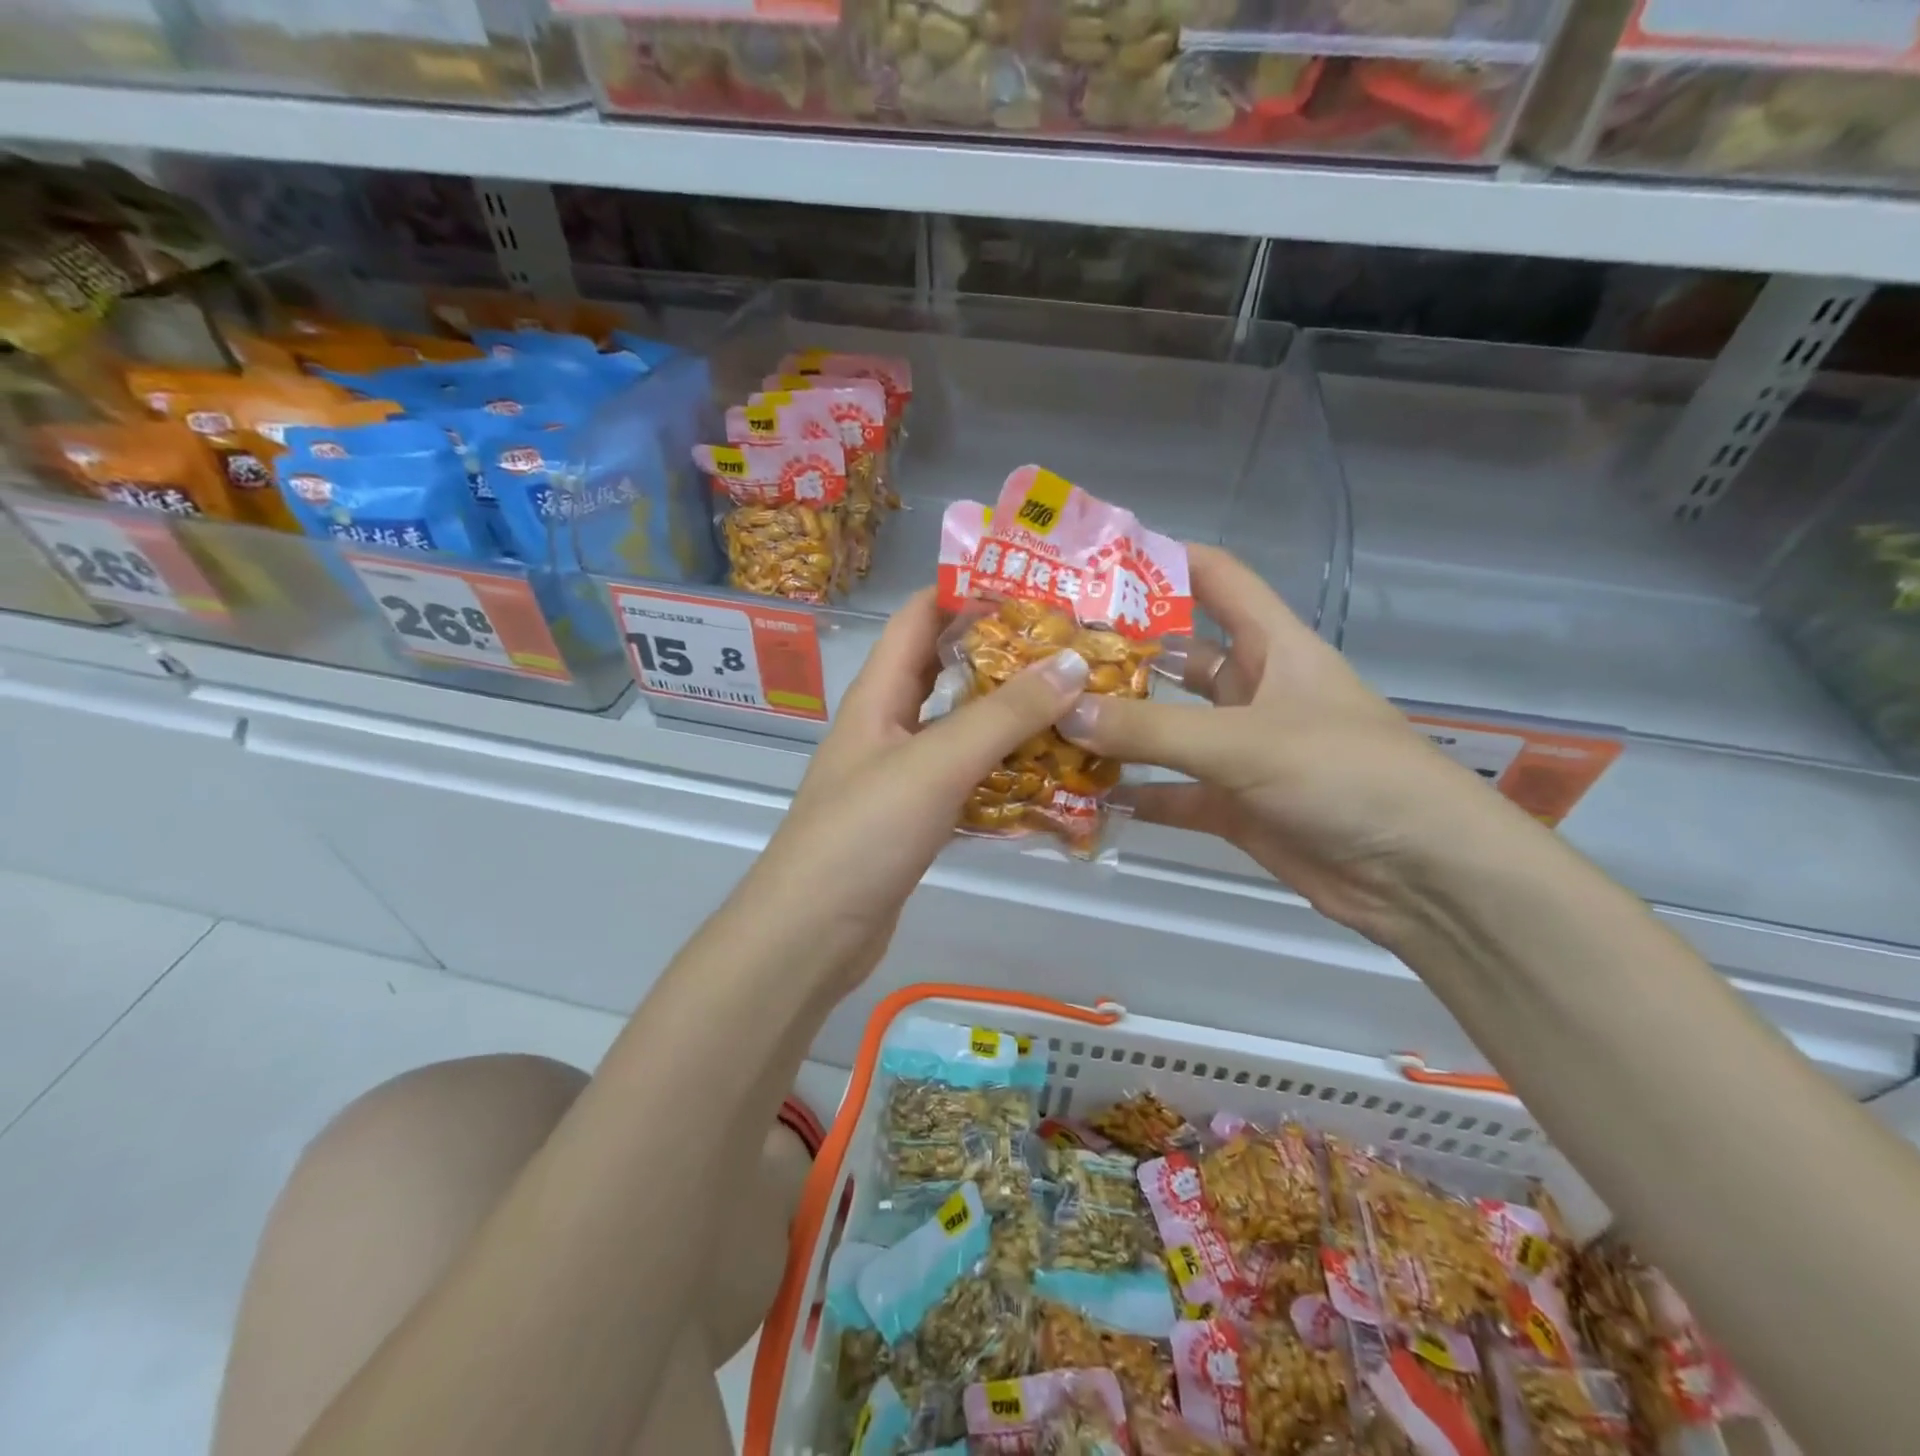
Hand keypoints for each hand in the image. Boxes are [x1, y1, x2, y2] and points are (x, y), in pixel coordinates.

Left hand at [744, 588, 1090, 988]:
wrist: (811, 935)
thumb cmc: (863, 835)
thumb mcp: (935, 765)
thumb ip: (1003, 716)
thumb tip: (1072, 663)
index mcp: (877, 695)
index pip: (919, 617)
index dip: (968, 592)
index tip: (1035, 586)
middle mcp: (887, 726)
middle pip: (946, 672)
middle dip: (1004, 656)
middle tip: (1073, 649)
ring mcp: (900, 776)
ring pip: (961, 730)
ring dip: (1011, 718)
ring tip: (1076, 707)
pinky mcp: (915, 820)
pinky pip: (966, 781)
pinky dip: (1004, 774)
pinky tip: (1051, 779)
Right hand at [1057, 545, 1524, 943]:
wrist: (1420, 874)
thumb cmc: (1346, 775)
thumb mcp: (1247, 741)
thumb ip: (1154, 730)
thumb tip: (1065, 712)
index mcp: (1273, 646)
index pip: (1215, 578)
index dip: (1163, 560)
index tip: (1094, 562)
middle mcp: (1252, 691)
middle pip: (1176, 658)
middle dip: (1120, 654)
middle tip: (1047, 652)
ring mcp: (1240, 751)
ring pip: (1165, 730)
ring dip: (1117, 729)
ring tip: (1049, 720)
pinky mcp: (1232, 805)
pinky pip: (1170, 793)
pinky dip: (1132, 795)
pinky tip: (1081, 795)